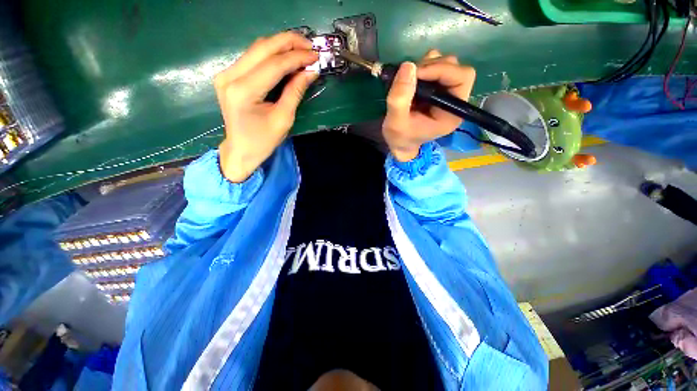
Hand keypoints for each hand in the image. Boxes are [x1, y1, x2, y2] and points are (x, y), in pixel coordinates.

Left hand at [214, 32, 318, 181]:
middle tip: (310, 46)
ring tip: (301, 50)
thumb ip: (295, 92)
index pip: (274, 65)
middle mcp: (230, 76)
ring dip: (281, 46)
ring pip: (257, 48)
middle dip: (289, 43)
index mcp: (243, 91)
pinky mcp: (229, 75)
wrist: (241, 150)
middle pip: (262, 48)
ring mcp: (226, 73)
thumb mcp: (283, 119)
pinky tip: (286, 57)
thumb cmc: (263, 141)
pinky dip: (271, 54)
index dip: (297, 57)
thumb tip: (310, 71)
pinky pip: (253, 57)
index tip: (316, 56)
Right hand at [382, 49, 475, 161]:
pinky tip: (411, 79)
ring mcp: (446, 93)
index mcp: (452, 113)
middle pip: (455, 68)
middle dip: (431, 67)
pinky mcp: (437, 89)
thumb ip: (400, 99)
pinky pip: (435, 67)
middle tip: (409, 76)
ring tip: (409, 80)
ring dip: (426, 66)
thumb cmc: (400, 137)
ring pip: (446, 64)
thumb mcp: (396, 123)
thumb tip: (408, 66)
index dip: (440, 70)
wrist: (400, 143)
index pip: (461, 78)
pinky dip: (423, 67)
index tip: (415, 73)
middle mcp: (454, 100)